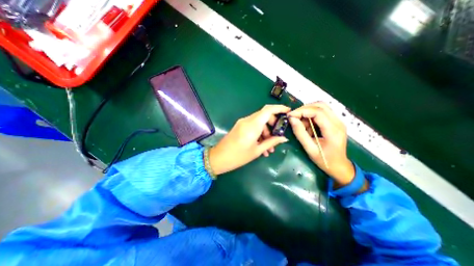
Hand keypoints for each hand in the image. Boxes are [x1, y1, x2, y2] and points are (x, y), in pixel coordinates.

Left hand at [209, 105, 290, 175]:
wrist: (219, 158)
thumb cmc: (238, 156)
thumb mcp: (257, 150)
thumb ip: (271, 142)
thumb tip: (284, 138)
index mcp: (252, 125)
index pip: (268, 110)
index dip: (279, 108)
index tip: (288, 111)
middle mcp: (247, 120)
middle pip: (264, 116)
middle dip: (273, 125)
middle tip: (278, 137)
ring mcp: (242, 123)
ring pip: (259, 122)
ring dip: (266, 132)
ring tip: (269, 148)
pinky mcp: (240, 127)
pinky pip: (253, 126)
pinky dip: (259, 133)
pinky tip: (262, 147)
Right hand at [285, 103, 354, 185]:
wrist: (339, 166)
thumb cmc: (324, 160)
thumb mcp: (309, 149)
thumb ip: (300, 133)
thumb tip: (291, 119)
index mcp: (333, 130)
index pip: (317, 112)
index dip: (302, 111)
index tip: (290, 115)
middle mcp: (338, 122)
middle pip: (320, 105)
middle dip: (304, 109)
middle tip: (293, 117)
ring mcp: (338, 121)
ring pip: (321, 107)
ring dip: (307, 112)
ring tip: (300, 123)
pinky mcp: (335, 122)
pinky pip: (321, 113)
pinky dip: (311, 116)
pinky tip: (307, 126)